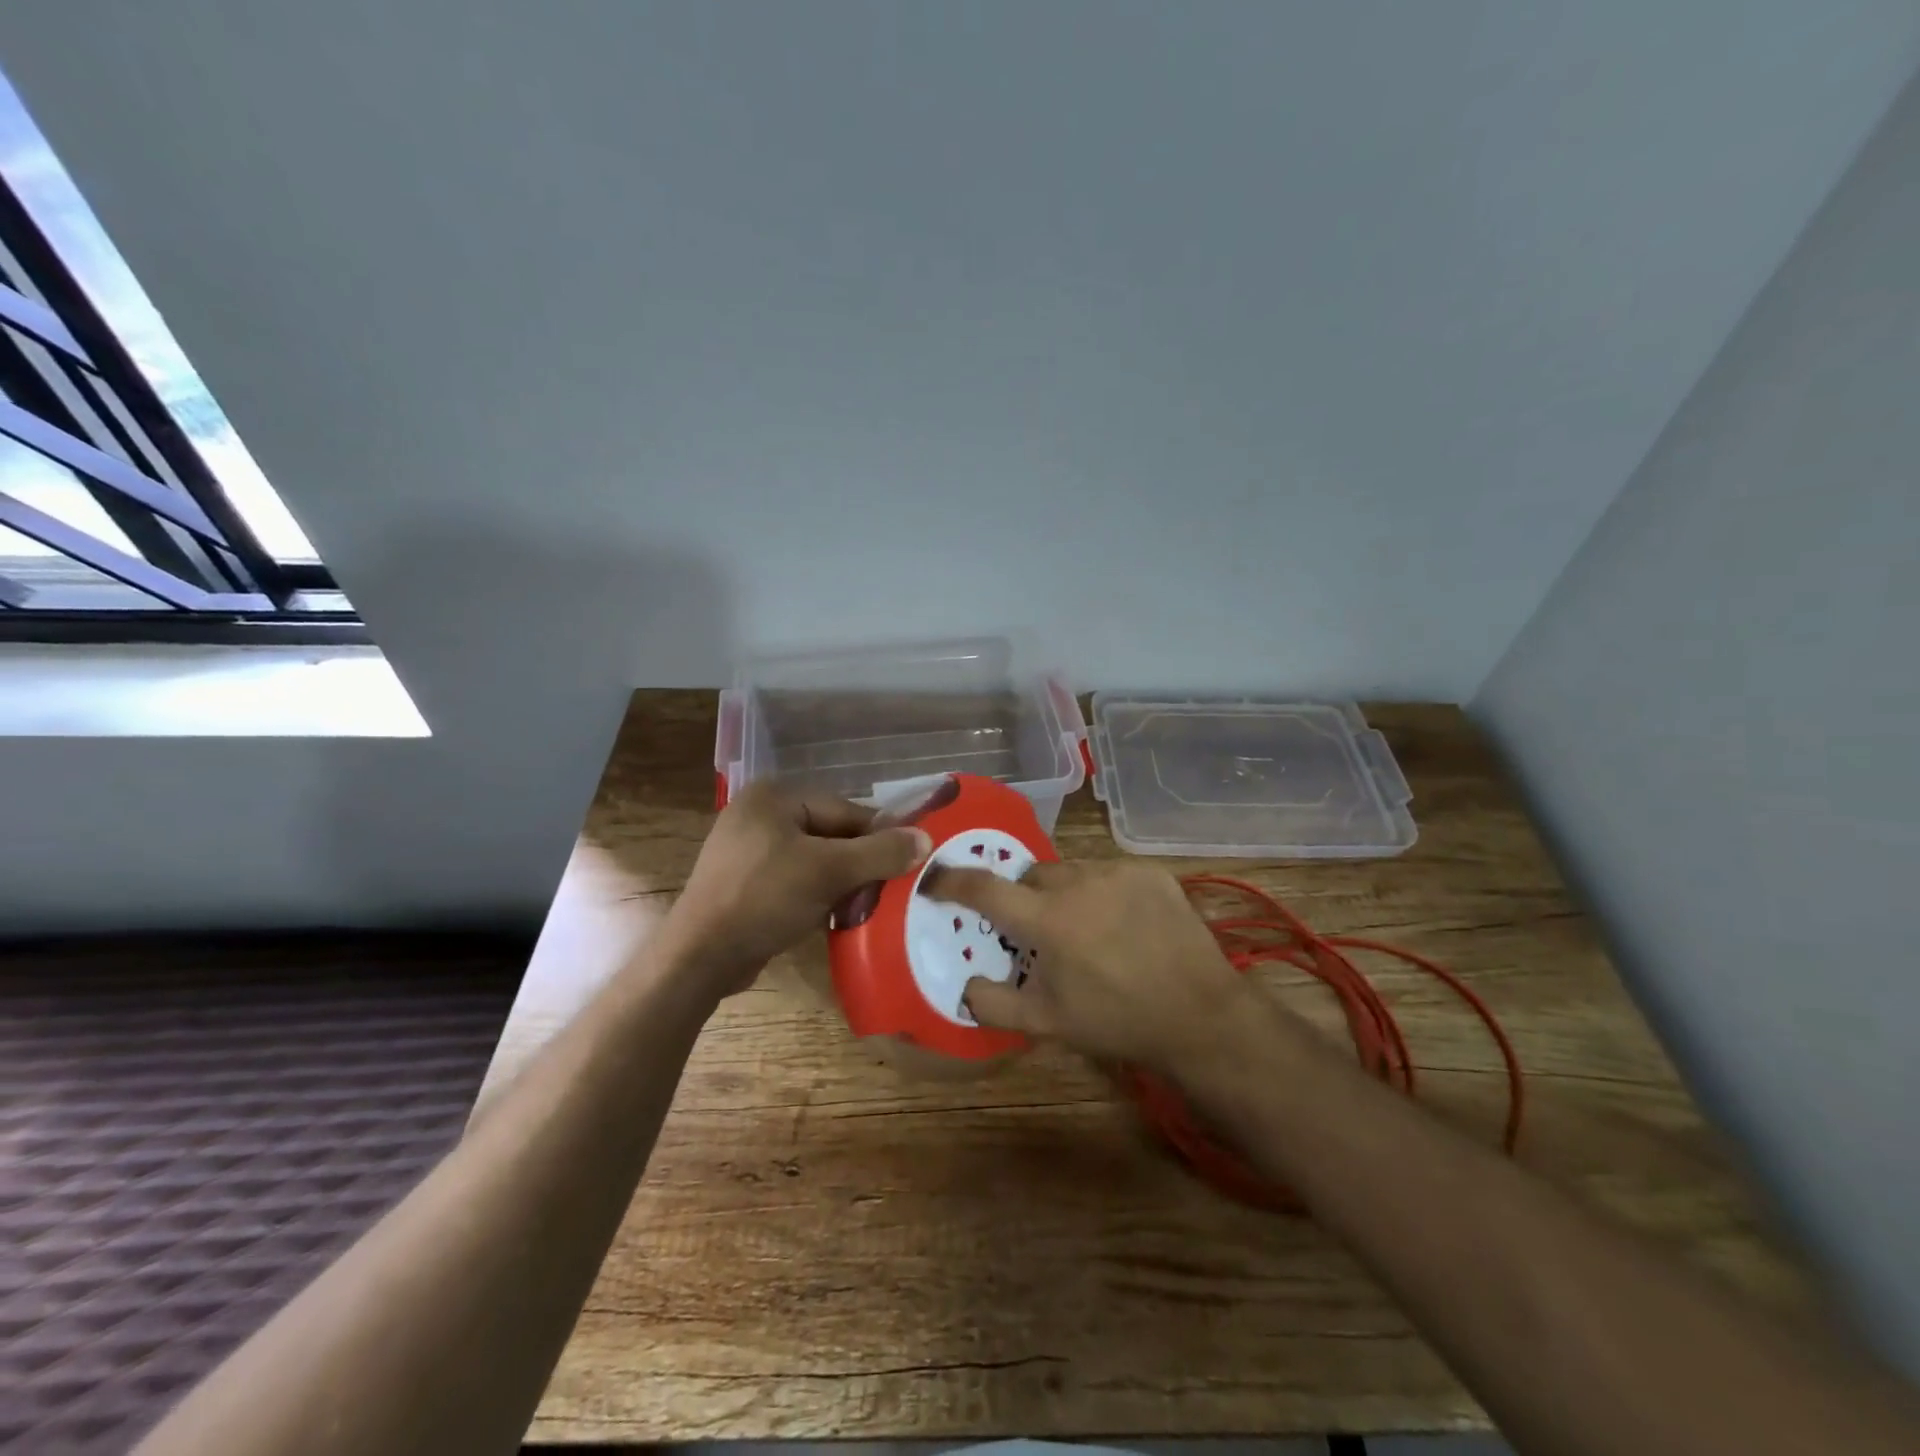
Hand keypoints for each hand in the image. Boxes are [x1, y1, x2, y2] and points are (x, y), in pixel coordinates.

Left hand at [666, 782, 931, 994]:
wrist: (700, 957)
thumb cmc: (765, 898)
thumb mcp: (829, 871)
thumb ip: (880, 853)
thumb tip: (926, 840)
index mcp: (774, 796)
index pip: (845, 810)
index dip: (879, 838)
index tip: (908, 863)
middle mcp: (760, 814)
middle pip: (831, 834)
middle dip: (859, 864)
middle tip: (887, 891)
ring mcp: (748, 850)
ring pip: (815, 860)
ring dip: (842, 883)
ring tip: (864, 908)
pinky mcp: (745, 882)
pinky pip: (795, 880)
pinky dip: (817, 895)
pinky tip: (834, 917)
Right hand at [921, 860, 1259, 1071]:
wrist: (1199, 1014)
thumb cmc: (1117, 1020)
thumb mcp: (1048, 1024)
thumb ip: (994, 1004)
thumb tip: (964, 986)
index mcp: (1047, 919)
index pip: (984, 888)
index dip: (952, 881)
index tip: (936, 880)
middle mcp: (1077, 883)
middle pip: (1031, 876)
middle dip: (1024, 897)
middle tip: (1038, 930)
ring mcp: (1117, 872)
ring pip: (1070, 870)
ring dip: (1065, 892)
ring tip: (1086, 927)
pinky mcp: (1150, 871)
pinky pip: (1109, 871)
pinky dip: (1103, 891)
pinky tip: (1122, 922)